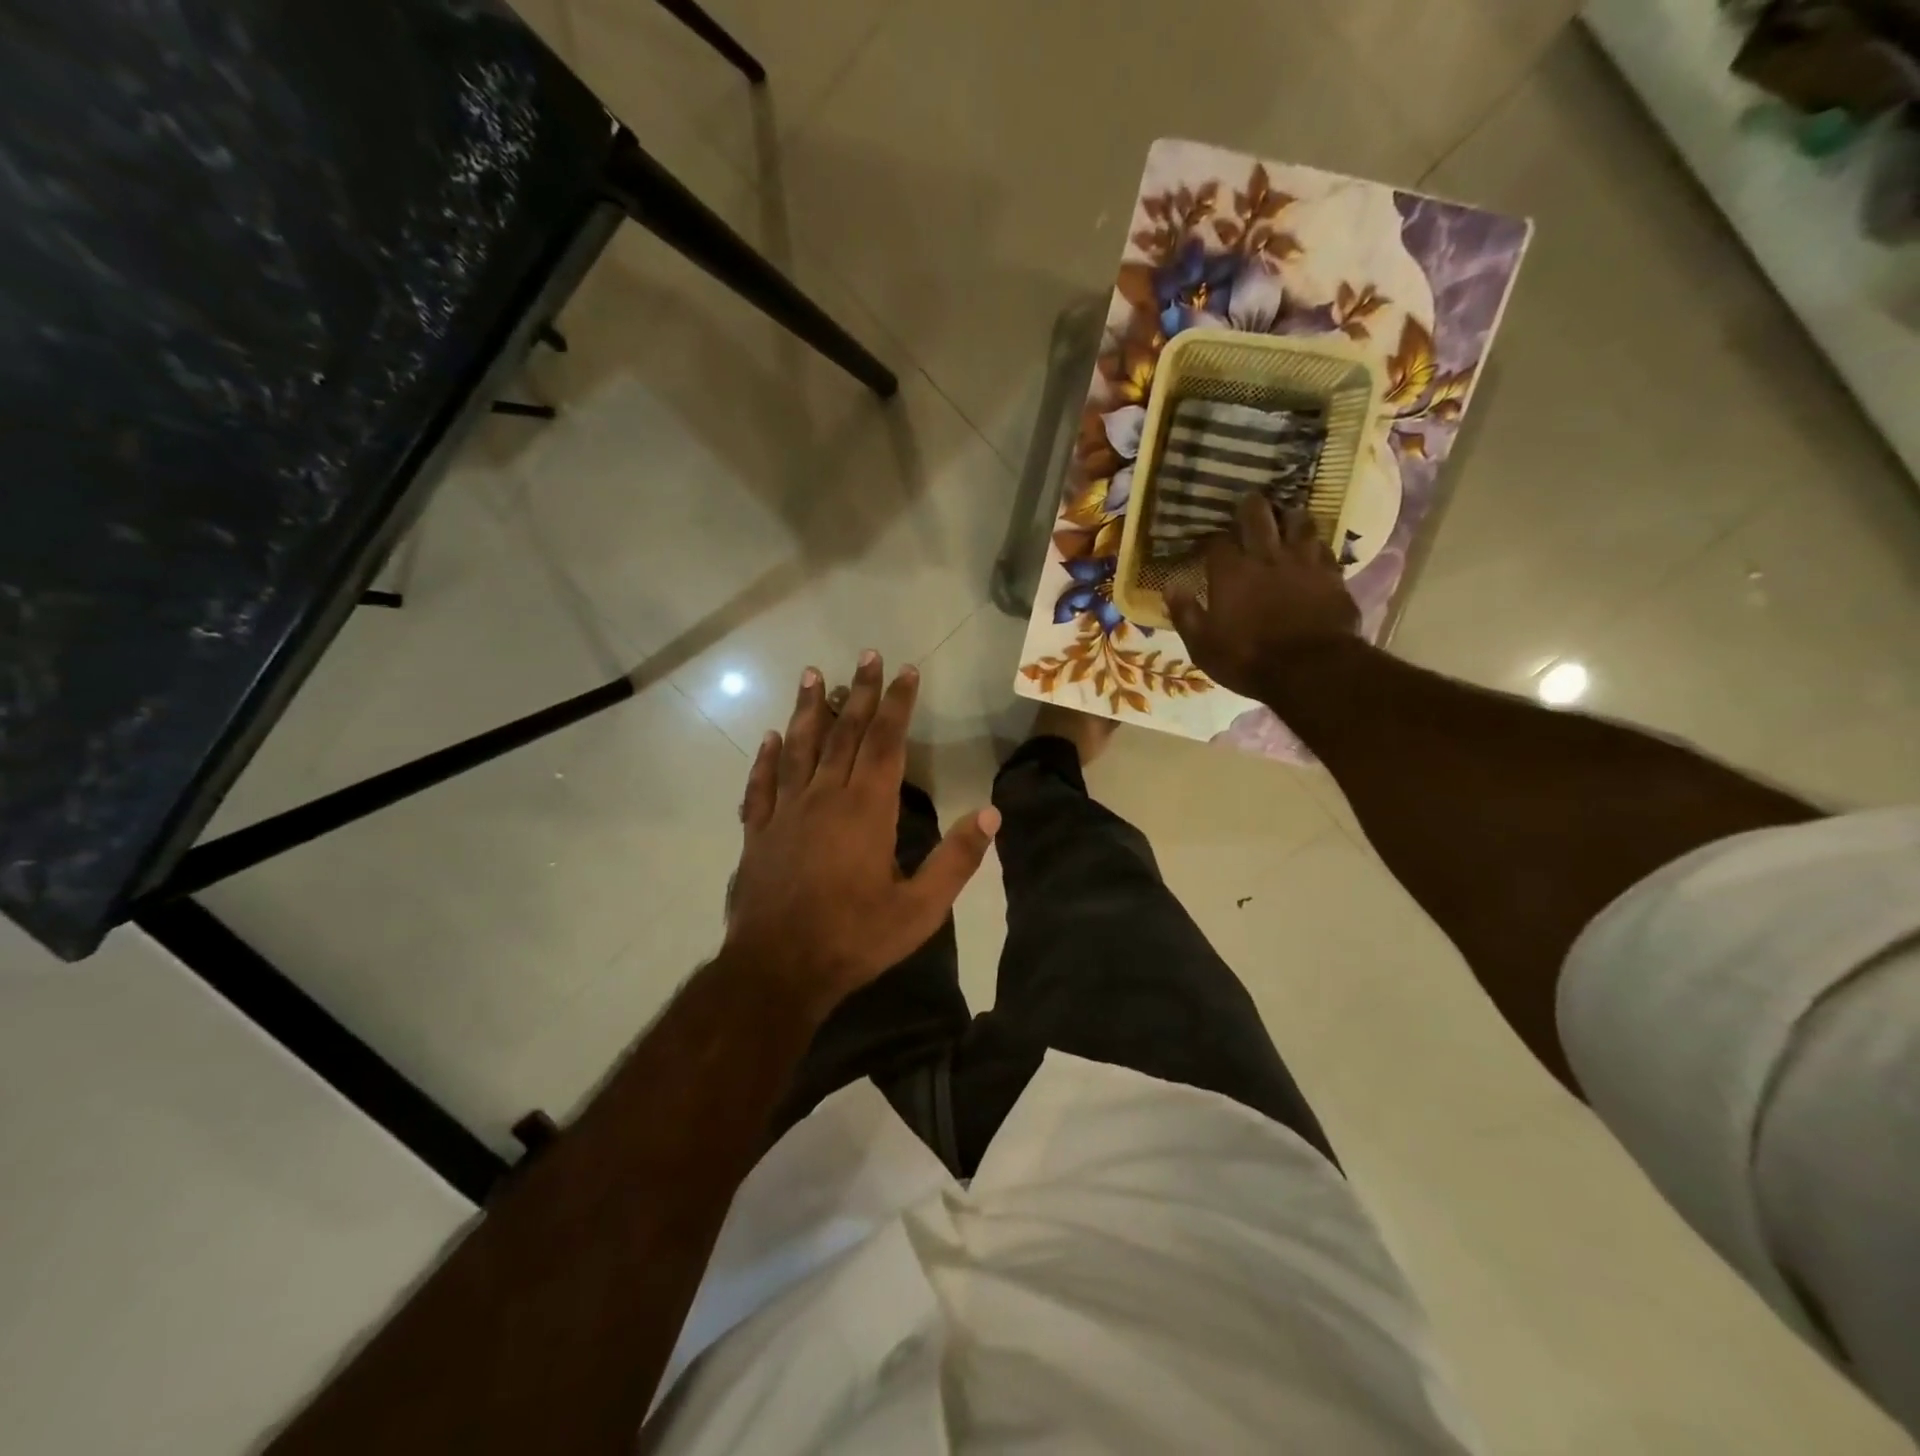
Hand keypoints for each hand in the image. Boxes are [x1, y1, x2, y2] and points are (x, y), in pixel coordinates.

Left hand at [720, 652, 998, 1021]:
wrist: (777, 970)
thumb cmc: (854, 939)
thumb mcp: (920, 909)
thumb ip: (956, 860)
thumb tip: (991, 814)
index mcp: (866, 809)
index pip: (886, 742)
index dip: (898, 704)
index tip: (906, 670)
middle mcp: (825, 797)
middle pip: (845, 733)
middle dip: (860, 692)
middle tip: (868, 656)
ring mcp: (786, 812)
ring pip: (799, 747)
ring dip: (808, 709)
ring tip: (813, 675)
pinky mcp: (759, 832)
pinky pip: (762, 784)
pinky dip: (766, 757)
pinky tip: (769, 737)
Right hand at [1164, 494, 1359, 701]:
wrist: (1311, 670)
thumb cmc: (1248, 660)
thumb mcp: (1203, 646)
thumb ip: (1185, 614)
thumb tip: (1170, 587)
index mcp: (1230, 573)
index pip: (1217, 541)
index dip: (1211, 539)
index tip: (1207, 544)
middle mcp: (1266, 556)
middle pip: (1257, 515)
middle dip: (1250, 507)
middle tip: (1248, 506)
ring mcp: (1303, 561)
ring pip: (1298, 520)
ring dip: (1289, 516)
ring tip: (1285, 517)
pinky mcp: (1332, 573)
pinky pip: (1324, 545)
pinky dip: (1315, 543)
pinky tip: (1312, 547)